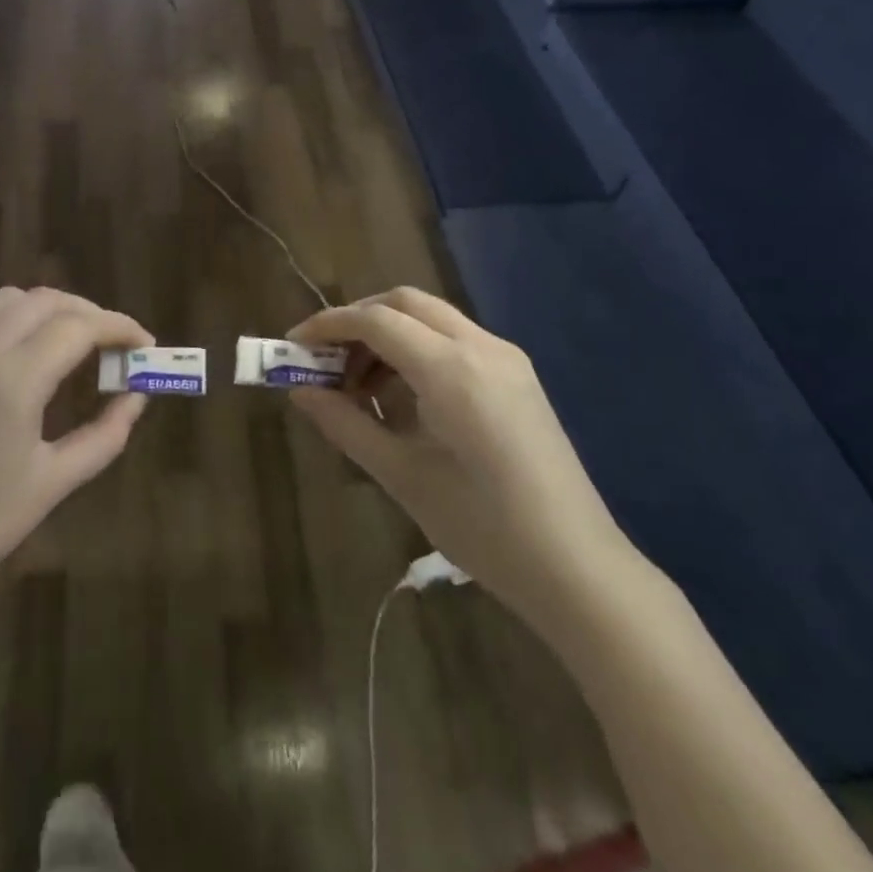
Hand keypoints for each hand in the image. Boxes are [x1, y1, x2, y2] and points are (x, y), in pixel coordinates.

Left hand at [0, 288, 152, 633]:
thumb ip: (105, 435)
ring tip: (73, 341)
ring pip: (7, 300)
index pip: (78, 326)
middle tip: (115, 344)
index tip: (145, 344)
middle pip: (45, 300)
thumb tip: (136, 397)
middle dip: (88, 312)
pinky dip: (13, 321)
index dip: (119, 327)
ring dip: (49, 308)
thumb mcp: (53, 483)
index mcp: (11, 380)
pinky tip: (26, 357)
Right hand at [289, 288, 636, 629]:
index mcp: (452, 369)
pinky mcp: (518, 377)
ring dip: (388, 335)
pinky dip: (418, 350)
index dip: (327, 326)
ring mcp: (506, 359)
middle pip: (405, 303)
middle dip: (358, 320)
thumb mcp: (402, 475)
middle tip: (325, 360)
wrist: (579, 568)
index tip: (293, 345)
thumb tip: (299, 392)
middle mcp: (482, 347)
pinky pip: (455, 341)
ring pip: (431, 318)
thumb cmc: (483, 527)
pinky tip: (403, 397)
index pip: (376, 320)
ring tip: (359, 387)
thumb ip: (345, 424)